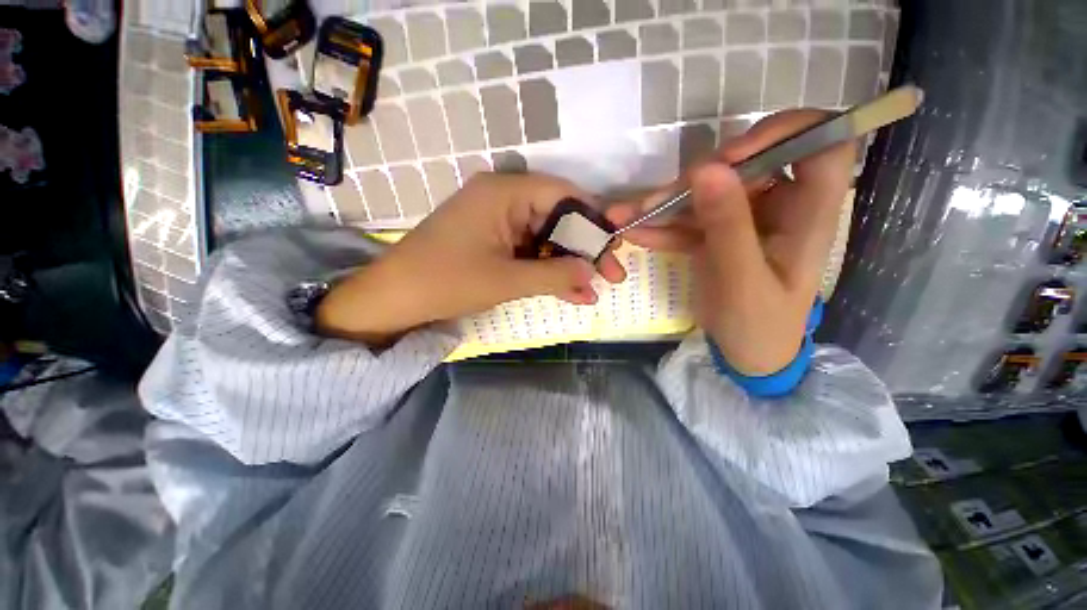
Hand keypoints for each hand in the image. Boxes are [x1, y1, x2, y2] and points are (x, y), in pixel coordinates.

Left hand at [317, 172, 626, 345]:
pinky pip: (530, 250)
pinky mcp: (495, 239)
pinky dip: (547, 270)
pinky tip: (569, 291)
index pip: (565, 196)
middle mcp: (504, 197)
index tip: (615, 248)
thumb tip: (592, 273)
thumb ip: (555, 275)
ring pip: (546, 238)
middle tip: (611, 275)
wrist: (396, 297)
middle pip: (558, 218)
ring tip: (592, 290)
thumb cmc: (447, 282)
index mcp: (505, 193)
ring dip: (568, 265)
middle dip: (585, 249)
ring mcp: (499, 219)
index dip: (594, 222)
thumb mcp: (507, 280)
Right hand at [607, 110, 853, 374]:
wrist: (746, 353)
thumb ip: (727, 225)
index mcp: (809, 214)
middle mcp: (780, 207)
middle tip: (658, 201)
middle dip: (697, 179)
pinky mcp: (716, 234)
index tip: (732, 156)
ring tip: (626, 217)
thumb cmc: (758, 324)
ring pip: (707, 194)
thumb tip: (707, 168)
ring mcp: (744, 220)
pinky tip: (633, 233)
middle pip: (746, 166)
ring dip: (665, 204)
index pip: (825, 143)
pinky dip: (661, 226)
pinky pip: (688, 220)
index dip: (785, 132)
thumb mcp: (742, 280)